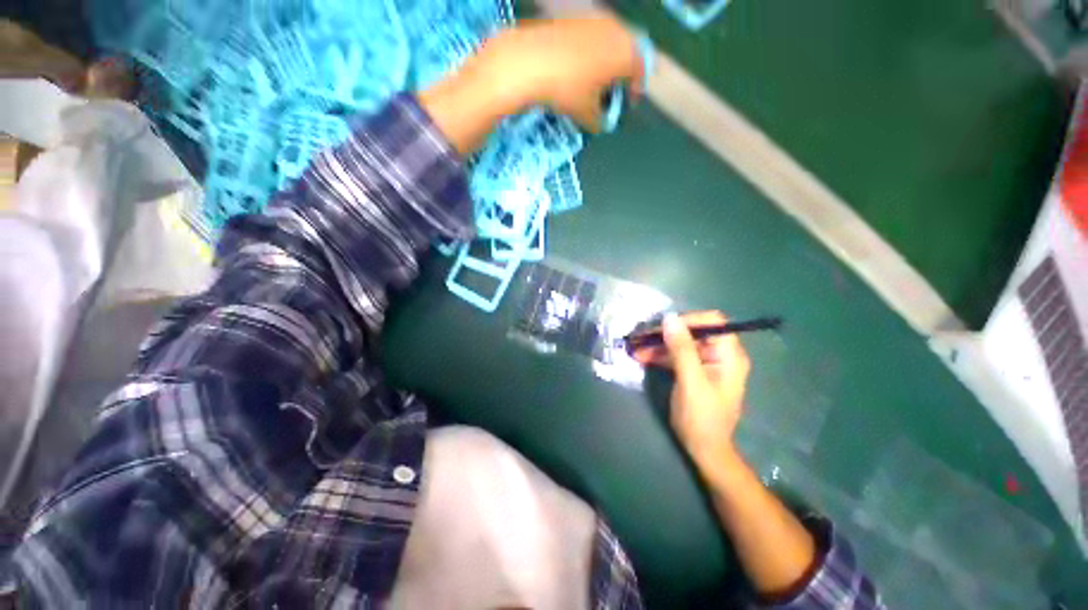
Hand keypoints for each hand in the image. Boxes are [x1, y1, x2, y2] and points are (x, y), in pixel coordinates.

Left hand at [474, 13, 644, 130]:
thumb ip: (601, 121)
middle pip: (627, 54)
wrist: (531, 60)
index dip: (635, 91)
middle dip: (622, 74)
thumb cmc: (568, 89)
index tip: (627, 104)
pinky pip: (592, 37)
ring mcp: (596, 20)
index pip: (640, 73)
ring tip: (595, 80)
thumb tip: (602, 123)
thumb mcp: (587, 115)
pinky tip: (578, 66)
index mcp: (626, 54)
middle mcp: (617, 30)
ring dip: (607, 61)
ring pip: (610, 43)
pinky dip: (591, 52)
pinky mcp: (575, 17)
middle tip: (613, 91)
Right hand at [633, 311, 750, 469]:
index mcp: (728, 355)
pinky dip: (660, 356)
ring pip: (680, 344)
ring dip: (658, 345)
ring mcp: (706, 363)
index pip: (711, 322)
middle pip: (692, 332)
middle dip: (665, 334)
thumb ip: (682, 349)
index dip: (687, 320)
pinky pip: (676, 357)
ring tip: (635, 349)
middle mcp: (720, 355)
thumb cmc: (701, 417)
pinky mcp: (694, 372)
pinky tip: (642, 357)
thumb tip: (669, 318)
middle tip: (641, 338)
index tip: (662, 328)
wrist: (704, 449)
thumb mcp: (690, 381)